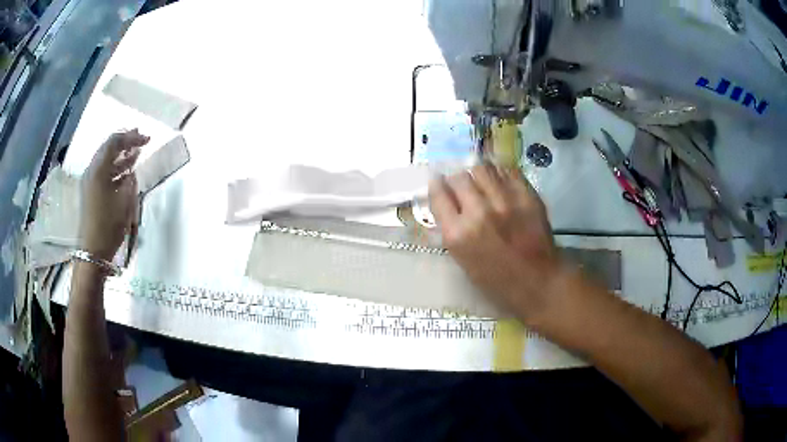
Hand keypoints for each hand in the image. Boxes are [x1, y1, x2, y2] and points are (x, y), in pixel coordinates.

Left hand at [79, 130, 148, 260]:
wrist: (93, 252)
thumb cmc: (108, 226)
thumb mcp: (124, 202)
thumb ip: (129, 182)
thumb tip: (131, 173)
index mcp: (98, 170)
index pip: (114, 142)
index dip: (131, 137)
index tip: (146, 140)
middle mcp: (92, 172)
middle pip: (108, 148)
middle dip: (125, 142)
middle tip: (140, 139)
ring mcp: (90, 183)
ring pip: (106, 161)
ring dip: (121, 156)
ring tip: (136, 153)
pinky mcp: (91, 193)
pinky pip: (104, 173)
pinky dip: (116, 169)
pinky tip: (126, 173)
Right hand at [429, 164, 561, 319]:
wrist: (538, 282)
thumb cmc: (497, 280)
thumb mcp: (464, 260)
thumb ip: (452, 230)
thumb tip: (447, 203)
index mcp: (458, 234)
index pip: (438, 195)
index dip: (436, 186)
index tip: (438, 183)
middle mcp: (479, 212)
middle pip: (459, 178)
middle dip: (456, 180)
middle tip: (462, 185)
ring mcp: (505, 202)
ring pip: (483, 169)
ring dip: (478, 174)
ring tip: (482, 181)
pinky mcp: (527, 196)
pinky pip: (508, 171)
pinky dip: (500, 174)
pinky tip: (501, 182)